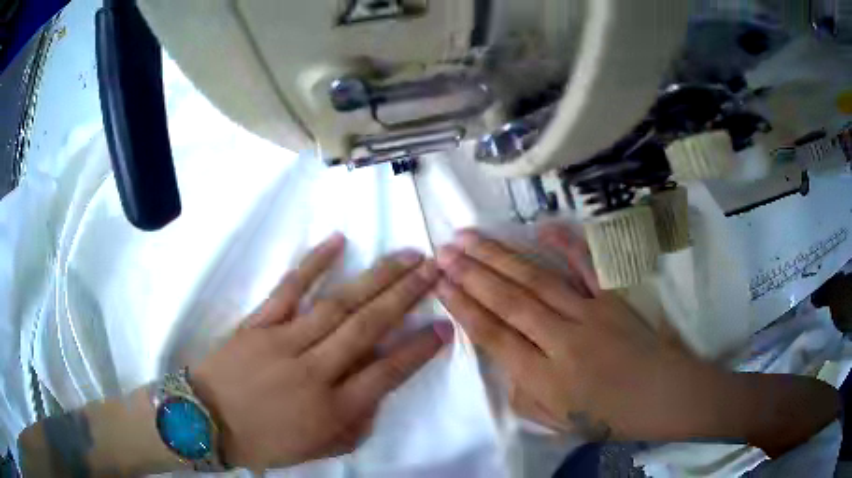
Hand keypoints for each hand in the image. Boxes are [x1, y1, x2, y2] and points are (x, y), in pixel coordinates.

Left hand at [191, 234, 452, 469]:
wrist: (204, 421)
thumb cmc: (263, 442)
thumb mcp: (317, 450)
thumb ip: (354, 428)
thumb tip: (376, 396)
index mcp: (332, 409)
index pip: (387, 374)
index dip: (419, 350)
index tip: (444, 327)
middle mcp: (314, 371)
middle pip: (368, 327)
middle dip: (406, 297)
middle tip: (433, 271)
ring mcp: (284, 341)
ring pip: (338, 304)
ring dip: (376, 278)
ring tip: (405, 257)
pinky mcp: (258, 323)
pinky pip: (289, 289)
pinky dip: (314, 264)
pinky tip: (338, 242)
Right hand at [434, 226, 720, 440]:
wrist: (663, 396)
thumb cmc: (609, 416)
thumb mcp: (557, 422)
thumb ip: (522, 394)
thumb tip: (504, 362)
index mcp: (545, 378)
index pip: (493, 335)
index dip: (463, 307)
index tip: (439, 283)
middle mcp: (563, 340)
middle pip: (509, 301)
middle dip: (471, 273)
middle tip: (443, 250)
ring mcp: (590, 313)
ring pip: (537, 280)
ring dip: (500, 257)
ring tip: (469, 238)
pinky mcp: (613, 298)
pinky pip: (587, 265)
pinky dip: (564, 244)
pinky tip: (540, 228)